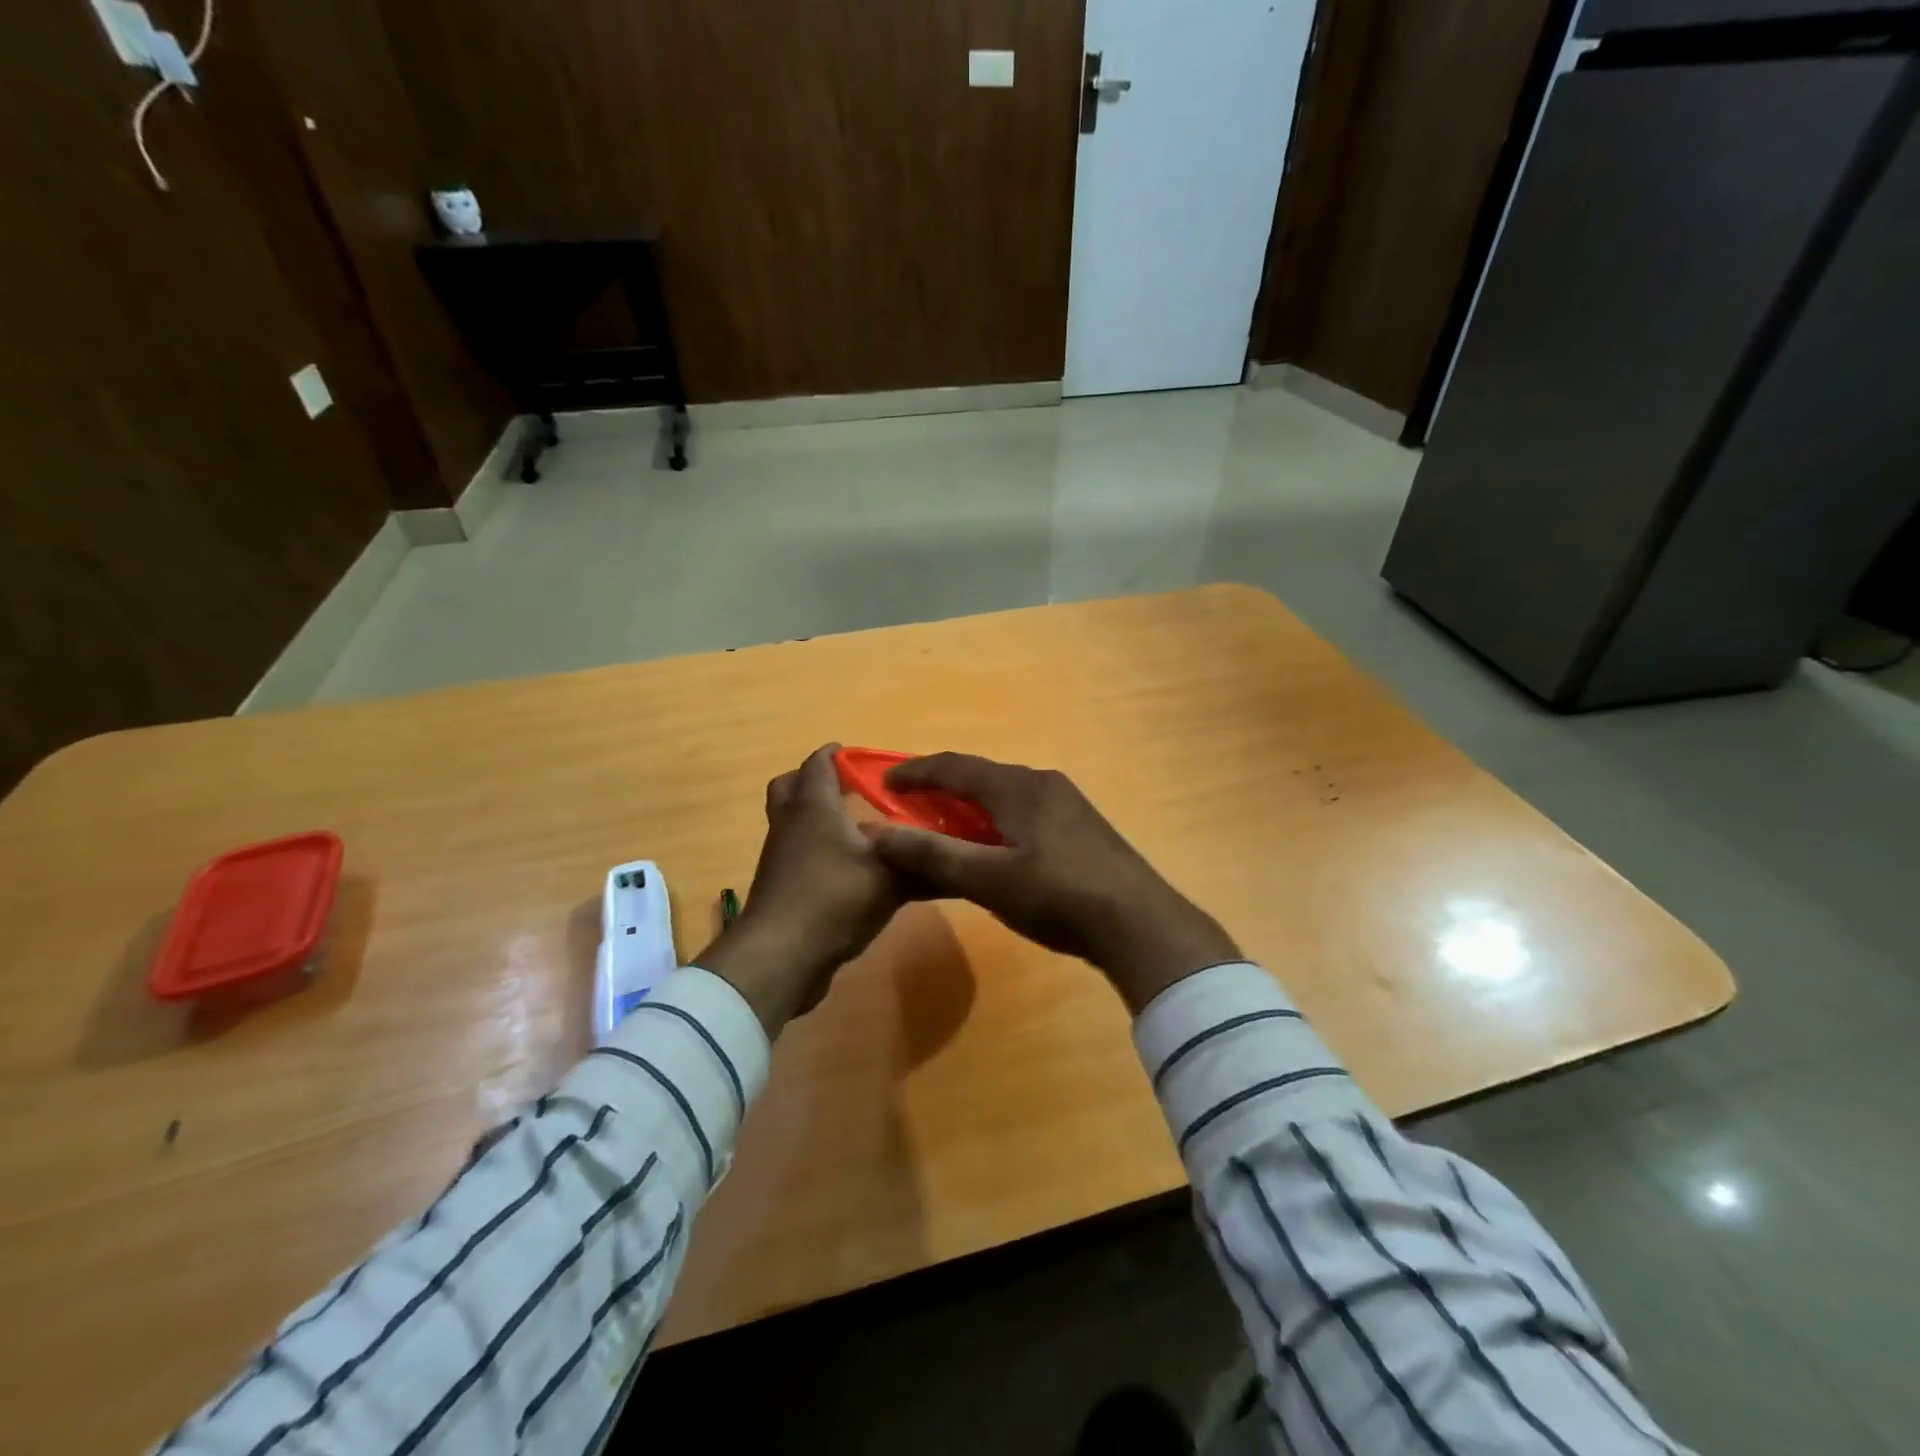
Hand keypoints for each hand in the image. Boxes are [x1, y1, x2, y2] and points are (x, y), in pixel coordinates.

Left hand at [695, 744, 904, 1035]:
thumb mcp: (891, 879)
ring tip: (853, 830)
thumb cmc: (834, 899)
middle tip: (847, 789)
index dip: (836, 755)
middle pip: (789, 786)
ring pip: (790, 822)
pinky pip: (793, 855)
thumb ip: (924, 865)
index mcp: (814, 806)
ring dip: (814, 818)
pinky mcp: (777, 886)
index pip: (819, 764)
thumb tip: (959, 860)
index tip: (859, 757)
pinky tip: (844, 870)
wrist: (781, 956)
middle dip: (814, 781)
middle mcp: (790, 823)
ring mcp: (779, 857)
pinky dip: (813, 851)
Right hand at [866, 753, 1240, 1012]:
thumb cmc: (1059, 896)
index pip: (955, 766)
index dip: (916, 773)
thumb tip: (876, 835)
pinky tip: (993, 850)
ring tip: (945, 831)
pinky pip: (1024, 812)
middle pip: (980, 777)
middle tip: (910, 810)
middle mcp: (1043, 783)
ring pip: (1004, 795)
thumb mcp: (990, 879)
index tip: (883, 785)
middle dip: (942, 790)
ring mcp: (1067, 804)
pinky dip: (995, 822)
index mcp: (1018, 786)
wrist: (1141, 924)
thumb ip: (933, 856)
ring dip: (969, 808)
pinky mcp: (1081, 828)